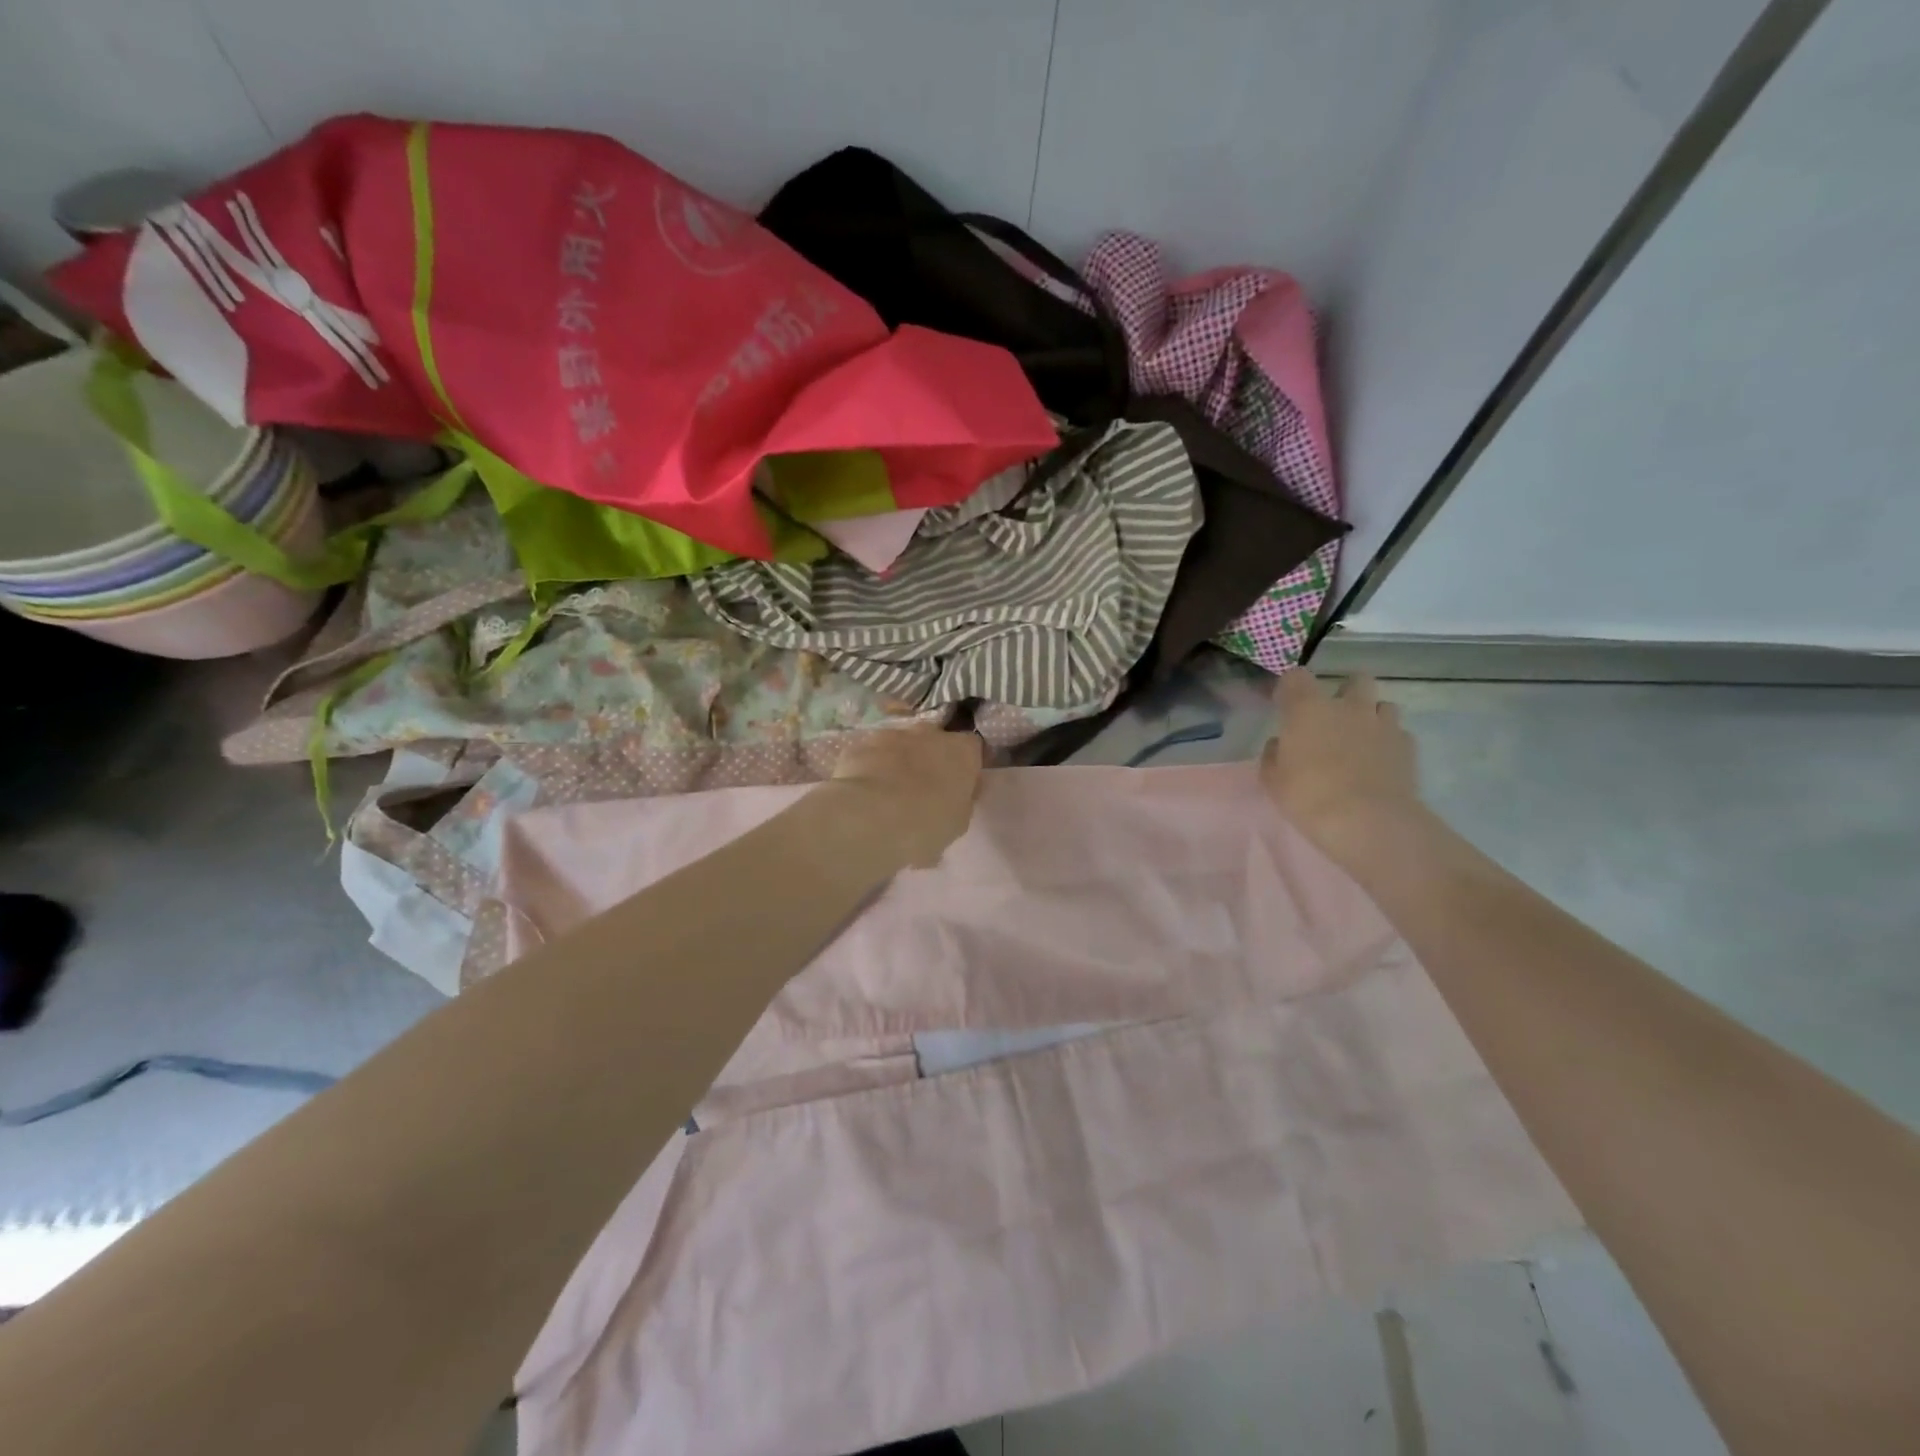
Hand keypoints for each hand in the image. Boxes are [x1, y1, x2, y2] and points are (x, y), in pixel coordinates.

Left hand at [830, 727, 983, 868]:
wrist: (872, 818)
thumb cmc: (927, 824)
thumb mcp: (958, 822)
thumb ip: (961, 801)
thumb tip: (956, 795)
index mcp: (962, 751)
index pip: (972, 748)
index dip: (965, 767)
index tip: (958, 787)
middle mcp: (929, 733)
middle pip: (934, 739)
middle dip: (930, 758)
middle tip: (923, 790)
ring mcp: (891, 734)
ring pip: (900, 744)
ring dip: (898, 762)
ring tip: (889, 794)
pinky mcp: (860, 744)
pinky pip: (871, 755)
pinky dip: (870, 768)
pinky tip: (864, 794)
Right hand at [1262, 670, 1422, 864]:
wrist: (1367, 821)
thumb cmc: (1309, 797)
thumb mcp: (1273, 780)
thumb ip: (1274, 755)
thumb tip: (1281, 744)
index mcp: (1308, 709)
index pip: (1297, 677)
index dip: (1290, 688)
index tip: (1285, 705)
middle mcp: (1348, 706)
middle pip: (1355, 679)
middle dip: (1345, 692)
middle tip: (1334, 718)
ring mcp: (1383, 724)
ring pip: (1383, 705)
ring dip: (1371, 716)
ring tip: (1361, 741)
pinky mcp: (1408, 746)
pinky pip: (1398, 733)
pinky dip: (1389, 742)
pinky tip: (1380, 763)